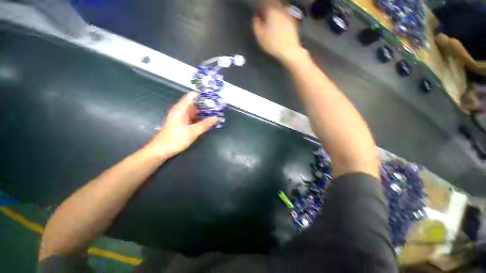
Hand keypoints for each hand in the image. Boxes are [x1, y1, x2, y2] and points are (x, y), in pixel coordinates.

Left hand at [147, 92, 217, 158]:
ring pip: (194, 111)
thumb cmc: (175, 139)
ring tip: (215, 113)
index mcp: (181, 109)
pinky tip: (207, 121)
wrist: (161, 150)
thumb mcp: (192, 132)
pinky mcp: (182, 123)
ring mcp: (181, 117)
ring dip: (204, 112)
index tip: (214, 98)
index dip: (203, 95)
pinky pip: (193, 118)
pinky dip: (200, 118)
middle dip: (206, 105)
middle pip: (195, 103)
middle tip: (218, 107)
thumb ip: (205, 124)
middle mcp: (181, 111)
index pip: (192, 96)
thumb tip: (216, 118)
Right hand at [253, 1, 304, 62]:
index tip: (257, 14)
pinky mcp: (292, 21)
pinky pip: (284, 15)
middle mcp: (280, 9)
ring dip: (274, 13)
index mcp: (271, 10)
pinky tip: (278, 26)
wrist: (289, 50)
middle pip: (273, 4)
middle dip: (267, 9)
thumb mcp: (260, 36)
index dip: (260, 8)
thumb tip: (255, 18)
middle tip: (263, 17)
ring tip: (270, 22)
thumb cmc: (272, 43)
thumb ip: (256, 25)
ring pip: (279, 9)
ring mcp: (288, 14)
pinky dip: (280, 18)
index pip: (264, 3)